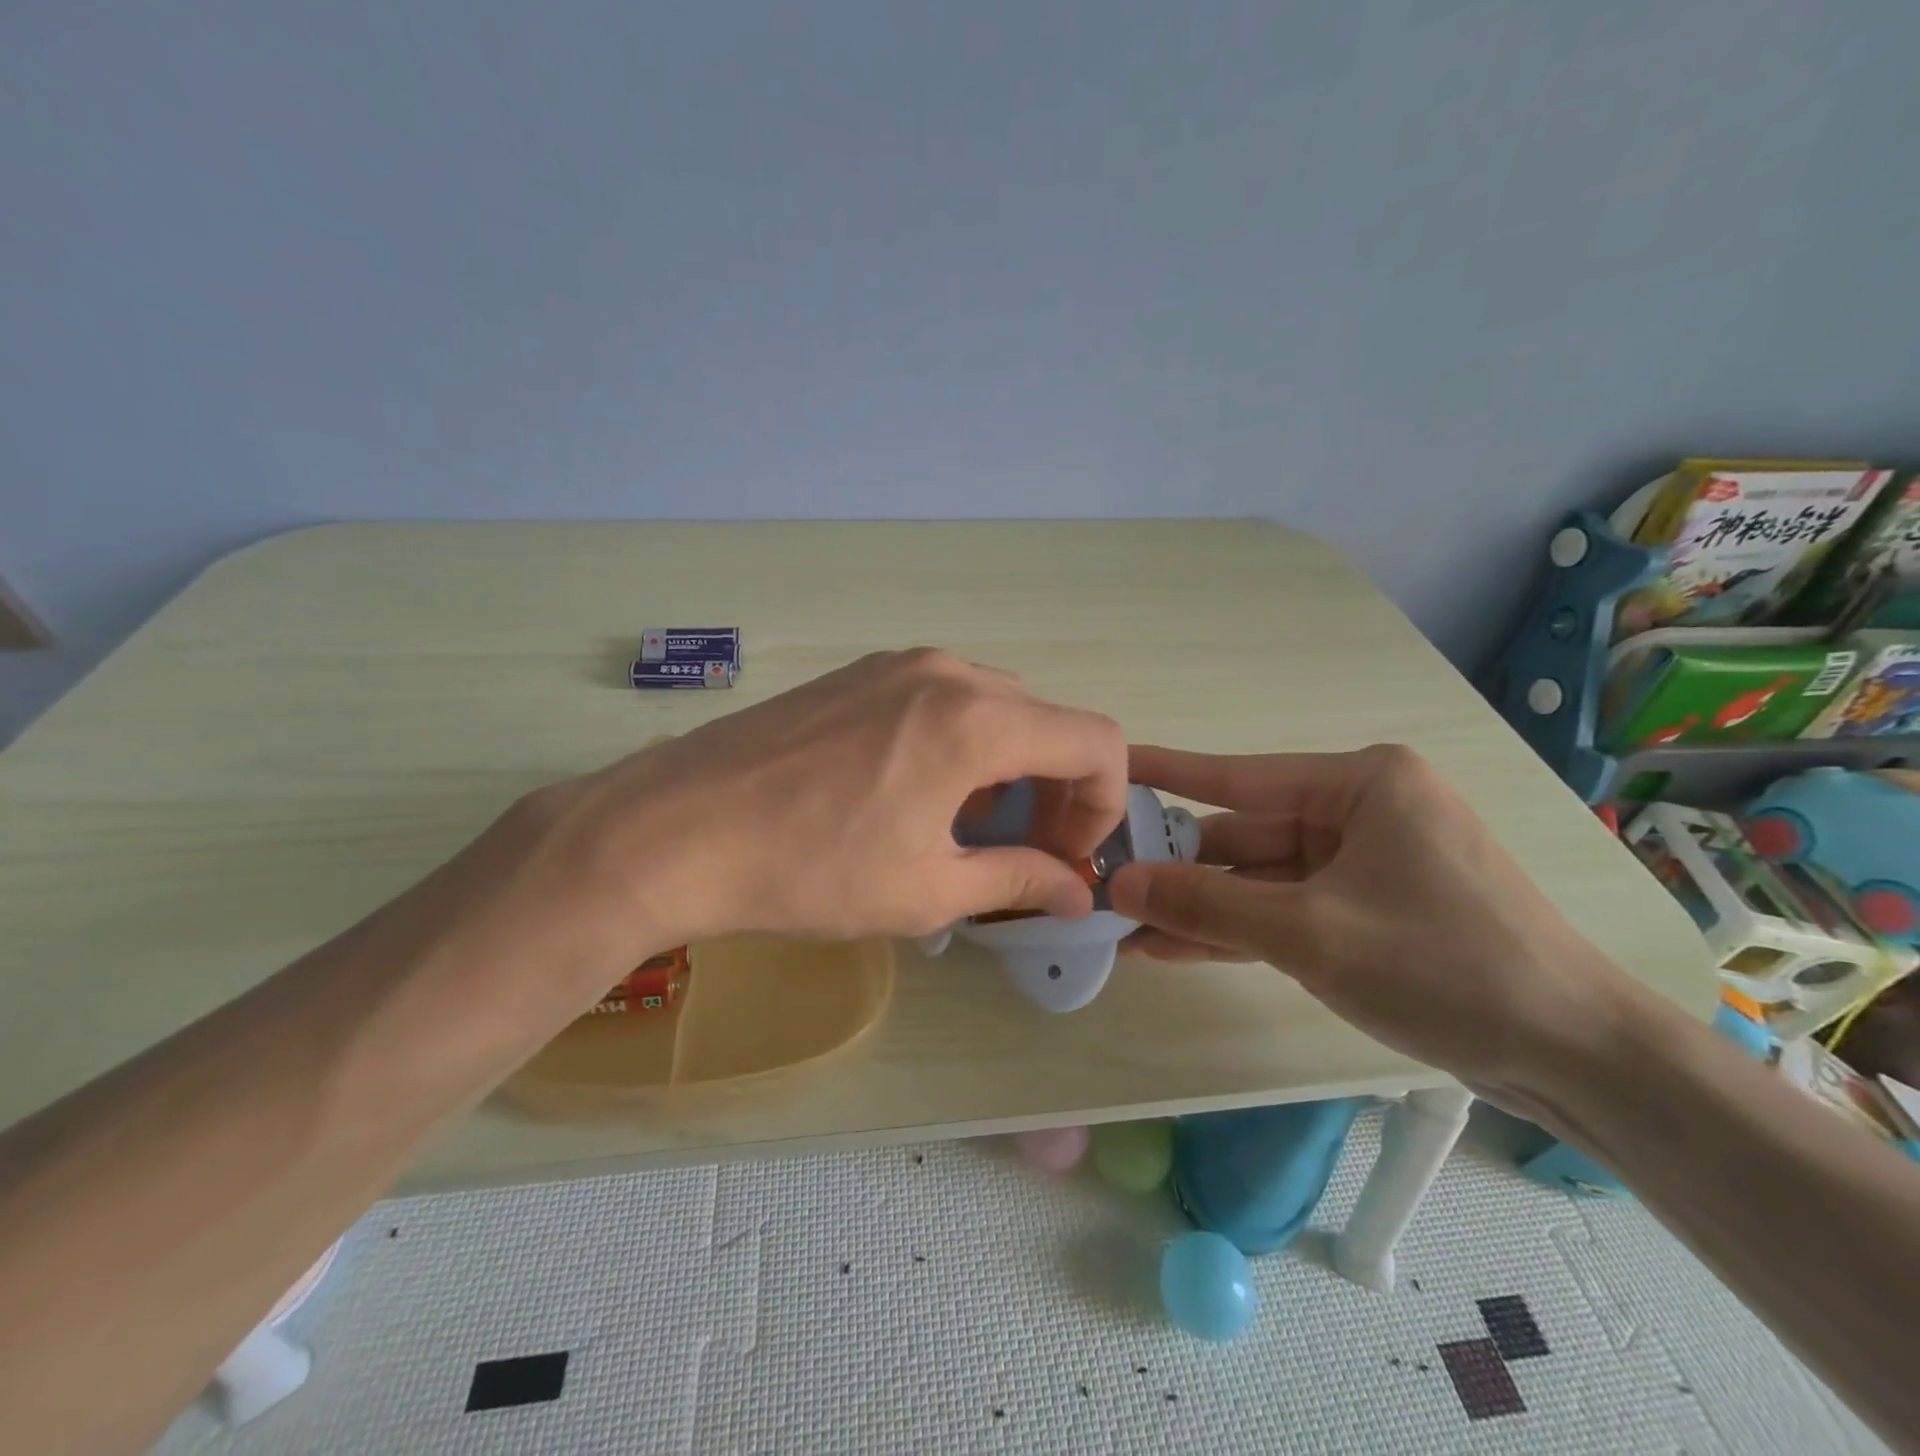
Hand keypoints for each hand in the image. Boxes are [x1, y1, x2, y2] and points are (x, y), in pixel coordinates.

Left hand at [457, 650, 1127, 979]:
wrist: (676, 828)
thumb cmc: (812, 869)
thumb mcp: (927, 890)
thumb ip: (1017, 880)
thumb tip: (1076, 892)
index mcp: (978, 720)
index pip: (1095, 741)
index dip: (1104, 803)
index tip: (1068, 856)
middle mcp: (947, 673)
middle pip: (1045, 721)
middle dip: (1055, 788)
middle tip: (1024, 850)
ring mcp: (896, 665)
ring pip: (993, 707)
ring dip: (1006, 765)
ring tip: (963, 827)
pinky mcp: (856, 673)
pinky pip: (939, 698)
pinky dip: (958, 742)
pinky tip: (912, 793)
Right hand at [1105, 744, 1633, 1097]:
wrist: (1576, 1059)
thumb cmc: (1444, 966)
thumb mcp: (1310, 932)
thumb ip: (1207, 904)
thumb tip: (1118, 882)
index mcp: (1359, 784)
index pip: (1236, 776)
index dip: (1164, 774)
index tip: (1108, 766)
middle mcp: (1357, 812)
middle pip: (1243, 835)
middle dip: (1176, 868)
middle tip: (1102, 881)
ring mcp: (1361, 864)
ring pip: (1257, 880)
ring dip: (1198, 908)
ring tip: (1122, 926)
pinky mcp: (1364, 911)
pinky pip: (1282, 910)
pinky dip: (1235, 931)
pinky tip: (1170, 947)